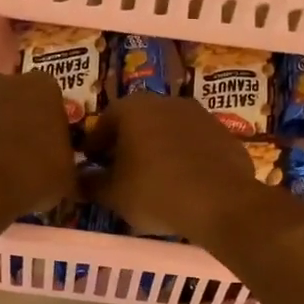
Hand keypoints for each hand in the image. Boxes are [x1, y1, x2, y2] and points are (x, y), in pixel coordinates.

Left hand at [0, 71, 78, 217]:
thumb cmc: (35, 172)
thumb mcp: (68, 175)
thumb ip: (68, 161)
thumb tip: (65, 169)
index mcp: (45, 86)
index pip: (56, 102)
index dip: (55, 126)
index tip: (55, 148)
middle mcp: (10, 81)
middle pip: (24, 102)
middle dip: (28, 122)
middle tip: (34, 153)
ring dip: (4, 131)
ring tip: (11, 165)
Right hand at [81, 95, 257, 241]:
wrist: (221, 202)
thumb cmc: (155, 192)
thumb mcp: (113, 194)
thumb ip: (91, 184)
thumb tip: (79, 180)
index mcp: (133, 108)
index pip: (103, 123)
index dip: (95, 147)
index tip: (92, 166)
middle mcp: (166, 101)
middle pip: (138, 122)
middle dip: (127, 145)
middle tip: (121, 172)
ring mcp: (200, 115)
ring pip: (168, 131)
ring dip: (158, 149)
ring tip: (154, 180)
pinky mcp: (225, 134)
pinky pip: (195, 145)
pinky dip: (186, 158)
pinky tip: (185, 183)